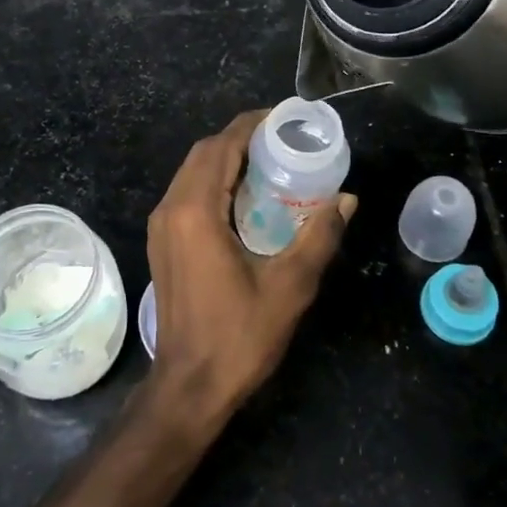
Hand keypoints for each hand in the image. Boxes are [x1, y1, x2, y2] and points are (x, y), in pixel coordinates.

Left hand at [142, 110, 356, 426]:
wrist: (189, 387)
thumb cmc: (239, 336)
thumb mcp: (290, 286)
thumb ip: (319, 237)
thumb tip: (346, 199)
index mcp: (195, 211)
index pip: (221, 146)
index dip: (251, 125)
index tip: (284, 119)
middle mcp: (170, 209)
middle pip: (203, 153)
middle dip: (240, 138)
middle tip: (283, 141)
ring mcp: (161, 227)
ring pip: (192, 172)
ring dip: (225, 159)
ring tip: (269, 162)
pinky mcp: (162, 243)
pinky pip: (187, 193)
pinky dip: (214, 181)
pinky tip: (245, 196)